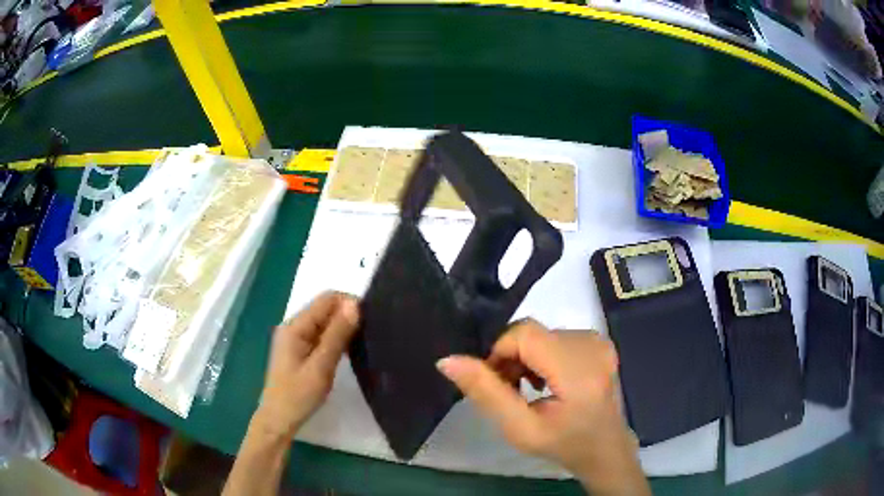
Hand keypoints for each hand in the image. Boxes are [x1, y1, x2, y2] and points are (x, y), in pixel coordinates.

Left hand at [253, 291, 359, 437]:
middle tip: (371, 333)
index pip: (327, 299)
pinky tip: (349, 351)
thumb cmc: (298, 395)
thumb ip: (337, 335)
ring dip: (343, 328)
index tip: (371, 319)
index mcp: (295, 326)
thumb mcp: (321, 366)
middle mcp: (293, 326)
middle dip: (347, 315)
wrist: (279, 420)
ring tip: (364, 341)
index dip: (349, 303)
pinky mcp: (300, 350)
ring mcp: (296, 339)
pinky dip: (336, 339)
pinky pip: (321, 336)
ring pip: (325, 323)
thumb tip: (355, 305)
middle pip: (325, 309)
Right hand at [437, 320, 648, 494]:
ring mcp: (599, 342)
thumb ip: (485, 393)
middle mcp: (593, 346)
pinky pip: (557, 336)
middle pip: (532, 332)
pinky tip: (545, 380)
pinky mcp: (599, 342)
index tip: (495, 382)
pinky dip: (542, 355)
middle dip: (511, 357)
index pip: (525, 334)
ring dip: (525, 357)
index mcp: (578, 371)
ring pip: (542, 334)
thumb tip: (447, 360)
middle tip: (510, 390)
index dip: (500, 351)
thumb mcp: (519, 429)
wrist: (604, 448)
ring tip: (527, 388)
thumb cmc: (562, 444)